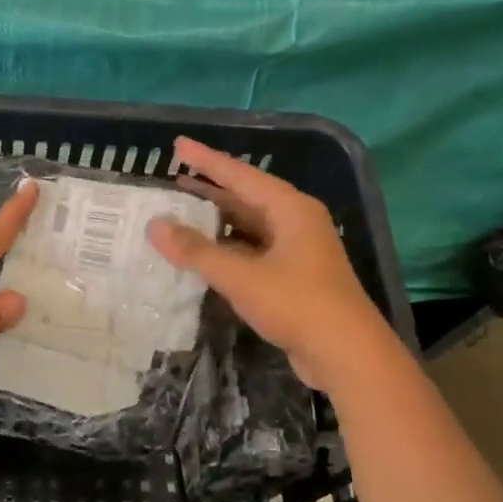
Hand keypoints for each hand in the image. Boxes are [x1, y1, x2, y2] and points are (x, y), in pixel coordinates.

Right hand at [146, 137, 382, 387]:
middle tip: (175, 178)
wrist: (347, 354)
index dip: (206, 160)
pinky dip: (227, 248)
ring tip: (182, 212)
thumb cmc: (297, 304)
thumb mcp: (241, 276)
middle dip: (210, 188)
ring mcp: (297, 250)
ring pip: (249, 226)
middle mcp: (296, 222)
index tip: (178, 146)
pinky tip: (205, 253)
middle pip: (246, 197)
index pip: (241, 175)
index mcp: (290, 209)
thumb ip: (196, 251)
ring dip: (217, 220)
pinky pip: (253, 250)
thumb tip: (155, 226)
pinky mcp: (294, 277)